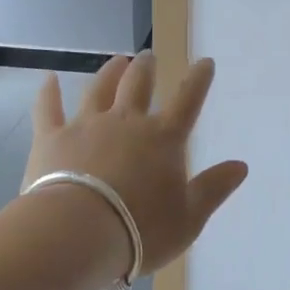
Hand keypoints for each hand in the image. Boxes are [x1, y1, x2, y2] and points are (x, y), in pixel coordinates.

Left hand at [23, 53, 248, 274]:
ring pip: (99, 89)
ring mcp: (87, 125)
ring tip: (116, 61)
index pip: (188, 100)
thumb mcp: (189, 218)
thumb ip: (214, 188)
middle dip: (146, 68)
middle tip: (148, 56)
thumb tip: (241, 165)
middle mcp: (127, 122)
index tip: (205, 62)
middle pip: (139, 85)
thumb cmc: (141, 230)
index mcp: (163, 138)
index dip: (199, 80)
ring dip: (109, 72)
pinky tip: (49, 78)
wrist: (77, 234)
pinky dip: (49, 92)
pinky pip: (49, 108)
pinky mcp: (52, 138)